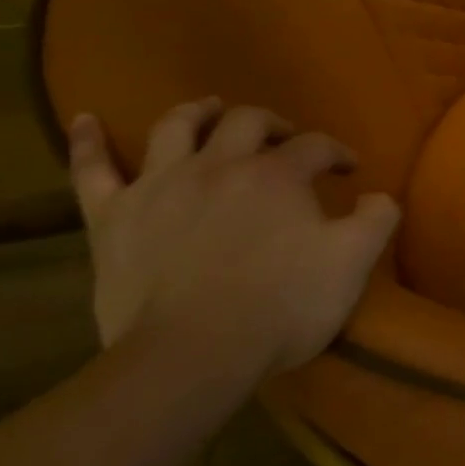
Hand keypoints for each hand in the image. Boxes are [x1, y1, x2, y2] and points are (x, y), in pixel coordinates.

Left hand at [67, 98, 399, 381]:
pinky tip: (85, 120)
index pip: (315, 147)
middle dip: (273, 125)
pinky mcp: (113, 218)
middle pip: (247, 122)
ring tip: (210, 110)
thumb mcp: (352, 264)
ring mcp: (160, 186)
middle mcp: (219, 165)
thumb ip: (377, 220)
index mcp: (277, 175)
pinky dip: (88, 143)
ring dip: (198, 112)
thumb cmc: (281, 307)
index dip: (337, 153)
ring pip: (176, 128)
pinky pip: (92, 171)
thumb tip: (379, 195)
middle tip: (286, 140)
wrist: (192, 355)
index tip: (349, 171)